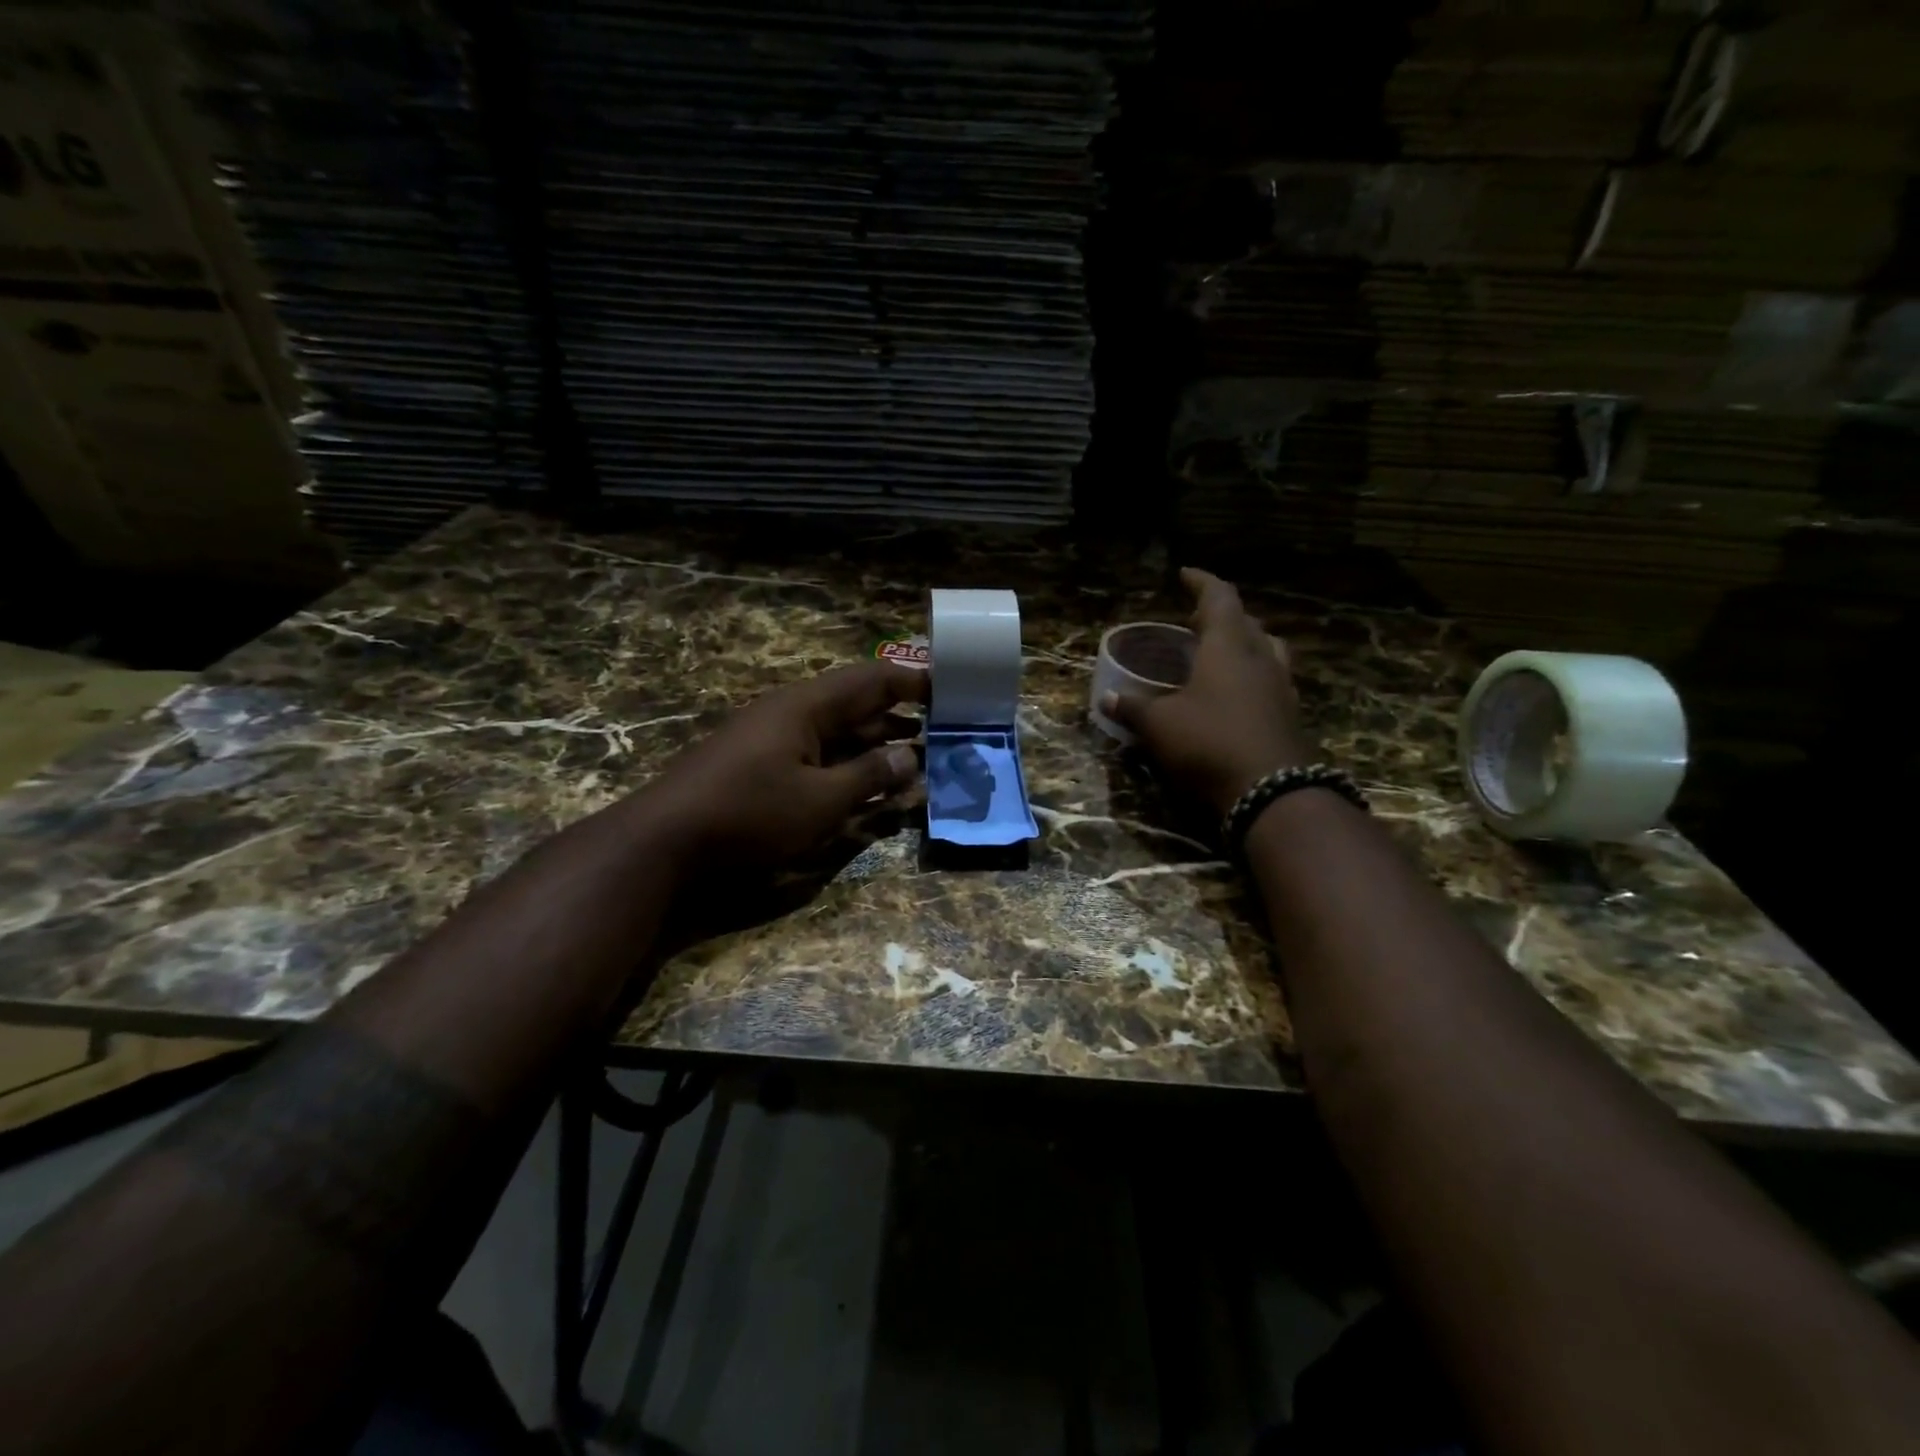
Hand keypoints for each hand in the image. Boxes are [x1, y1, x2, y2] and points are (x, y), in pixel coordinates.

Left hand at [643, 661, 925, 866]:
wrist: (664, 839)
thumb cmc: (749, 813)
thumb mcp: (820, 800)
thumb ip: (869, 777)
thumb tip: (910, 757)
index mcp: (807, 706)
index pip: (872, 679)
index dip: (913, 681)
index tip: (951, 690)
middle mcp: (791, 712)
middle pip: (855, 702)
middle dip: (899, 714)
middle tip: (941, 730)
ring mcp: (773, 737)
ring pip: (837, 730)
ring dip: (875, 741)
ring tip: (915, 757)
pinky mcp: (760, 763)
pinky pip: (817, 751)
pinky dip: (848, 761)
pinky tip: (865, 782)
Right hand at [1102, 568, 1316, 815]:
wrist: (1272, 791)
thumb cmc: (1209, 742)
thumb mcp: (1160, 725)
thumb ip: (1134, 708)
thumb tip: (1107, 699)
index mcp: (1229, 646)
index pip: (1219, 597)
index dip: (1201, 582)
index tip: (1184, 574)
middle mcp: (1260, 658)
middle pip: (1246, 622)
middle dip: (1220, 615)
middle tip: (1195, 620)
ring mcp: (1281, 687)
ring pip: (1265, 649)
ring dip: (1242, 643)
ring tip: (1218, 653)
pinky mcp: (1289, 715)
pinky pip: (1271, 680)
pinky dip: (1251, 676)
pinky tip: (1234, 695)